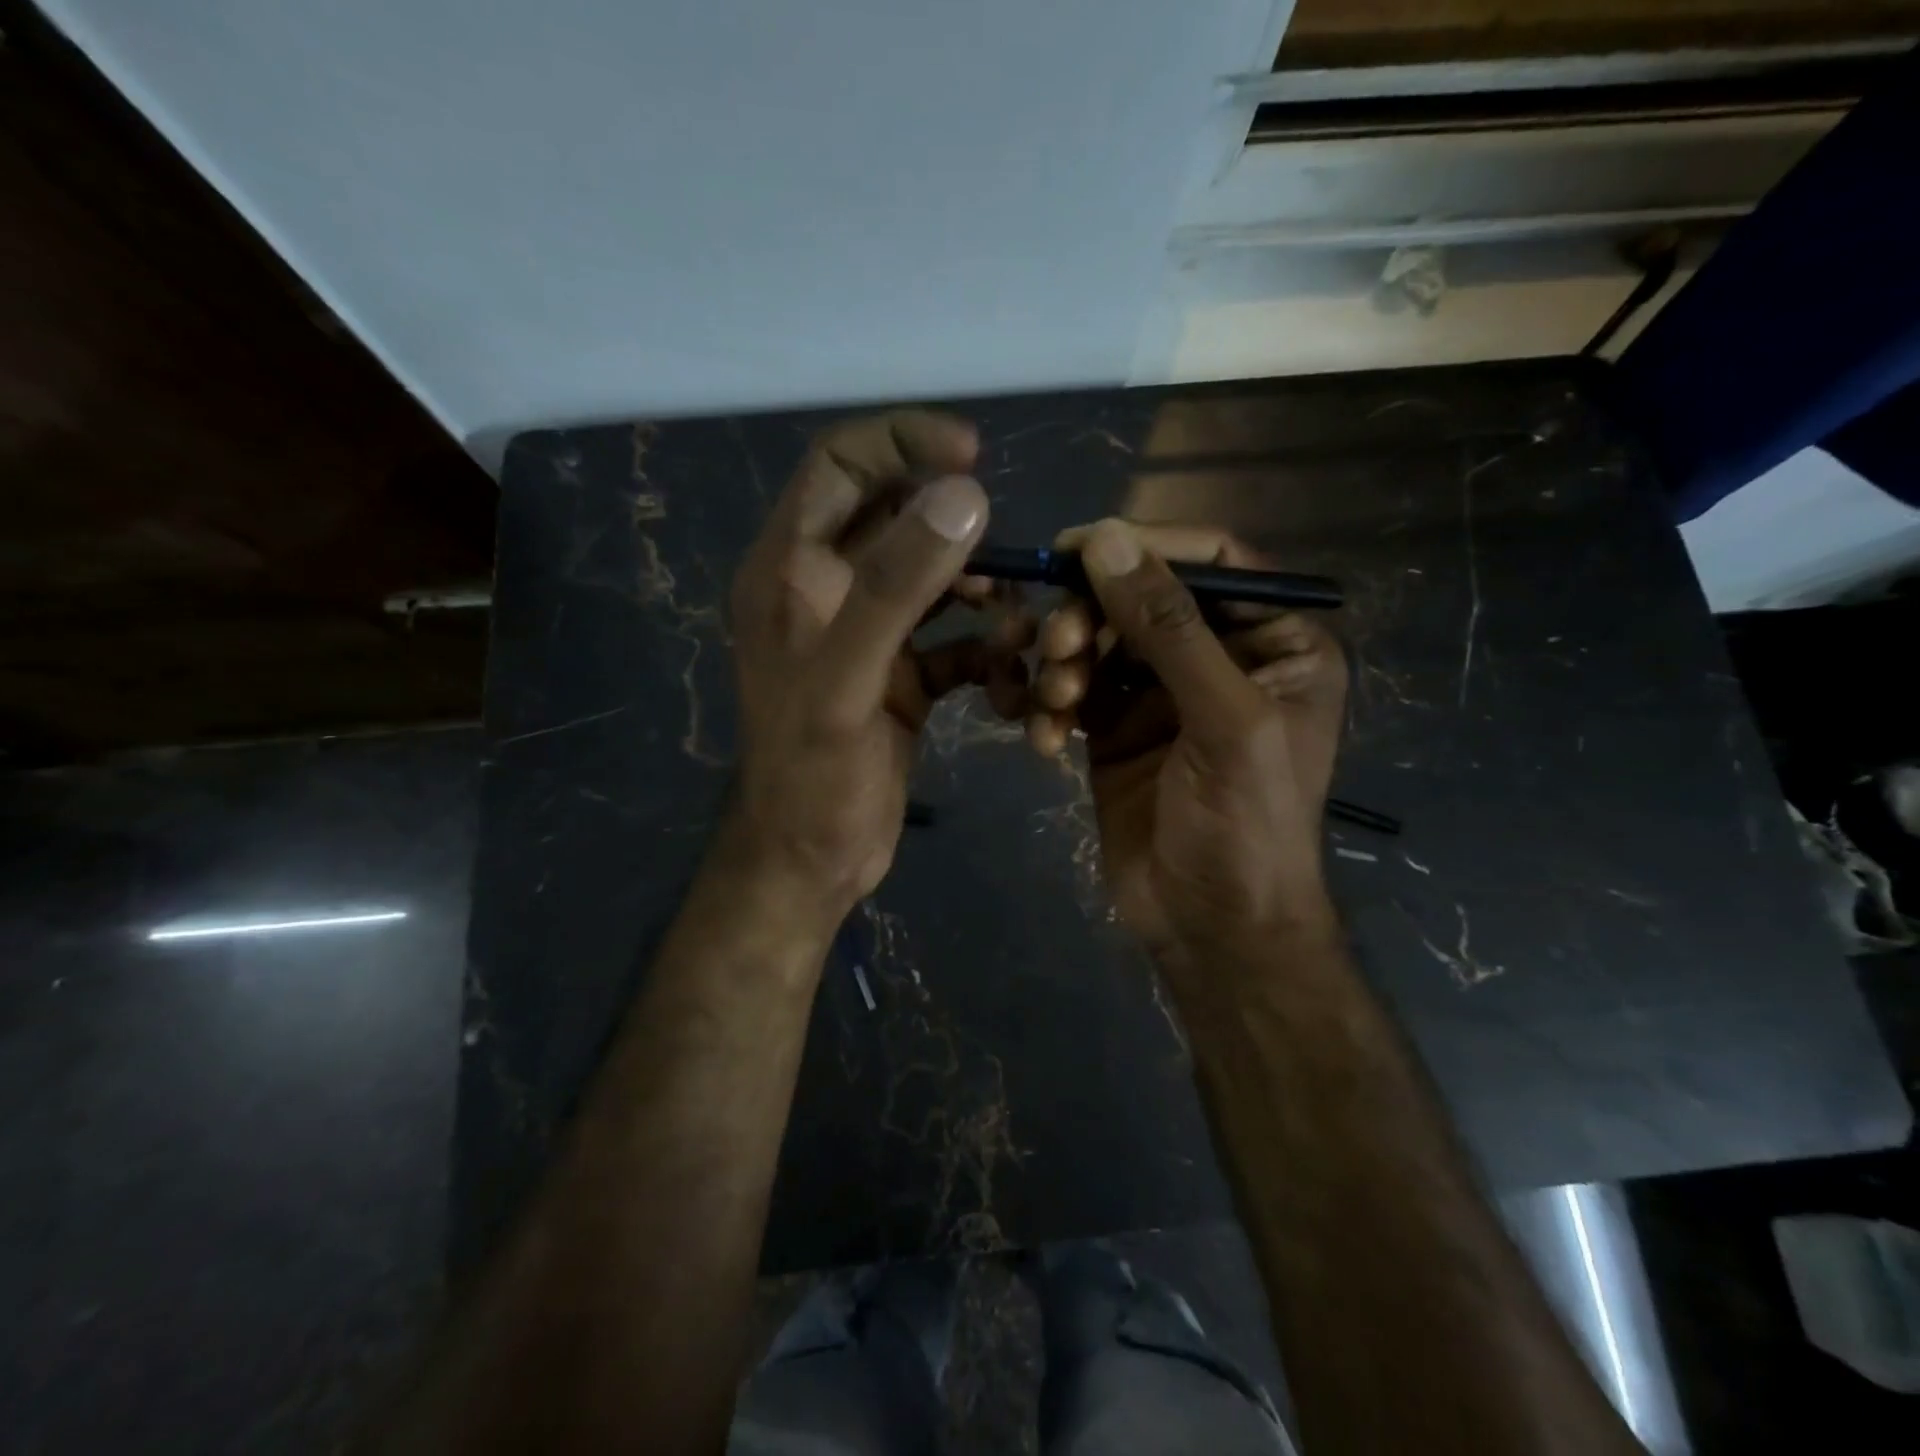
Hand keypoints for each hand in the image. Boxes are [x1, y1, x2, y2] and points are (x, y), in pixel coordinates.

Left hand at [726, 411, 1018, 922]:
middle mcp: (824, 591)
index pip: (840, 465)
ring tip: (1016, 628)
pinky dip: (984, 651)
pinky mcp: (898, 676)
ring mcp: (865, 635)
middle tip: (1009, 558)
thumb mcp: (848, 678)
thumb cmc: (813, 774)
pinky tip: (1008, 678)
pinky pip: (951, 640)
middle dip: (959, 532)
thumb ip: (896, 585)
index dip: (903, 441)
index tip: (974, 455)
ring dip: (981, 594)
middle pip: (896, 519)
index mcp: (789, 570)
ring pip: (933, 580)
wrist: (811, 862)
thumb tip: (964, 495)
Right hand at [1028, 521, 1347, 972]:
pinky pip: (1073, 692)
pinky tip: (1043, 742)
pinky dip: (1050, 708)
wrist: (1212, 930)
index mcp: (1275, 641)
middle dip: (1090, 616)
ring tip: (1053, 702)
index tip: (1073, 547)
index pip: (1208, 560)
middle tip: (1058, 645)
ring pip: (1098, 642)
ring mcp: (1161, 695)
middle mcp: (1218, 657)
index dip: (1142, 546)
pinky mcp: (1115, 730)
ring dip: (1064, 663)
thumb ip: (1168, 627)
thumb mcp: (1223, 719)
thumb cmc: (1246, 826)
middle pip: (1140, 598)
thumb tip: (1105, 539)